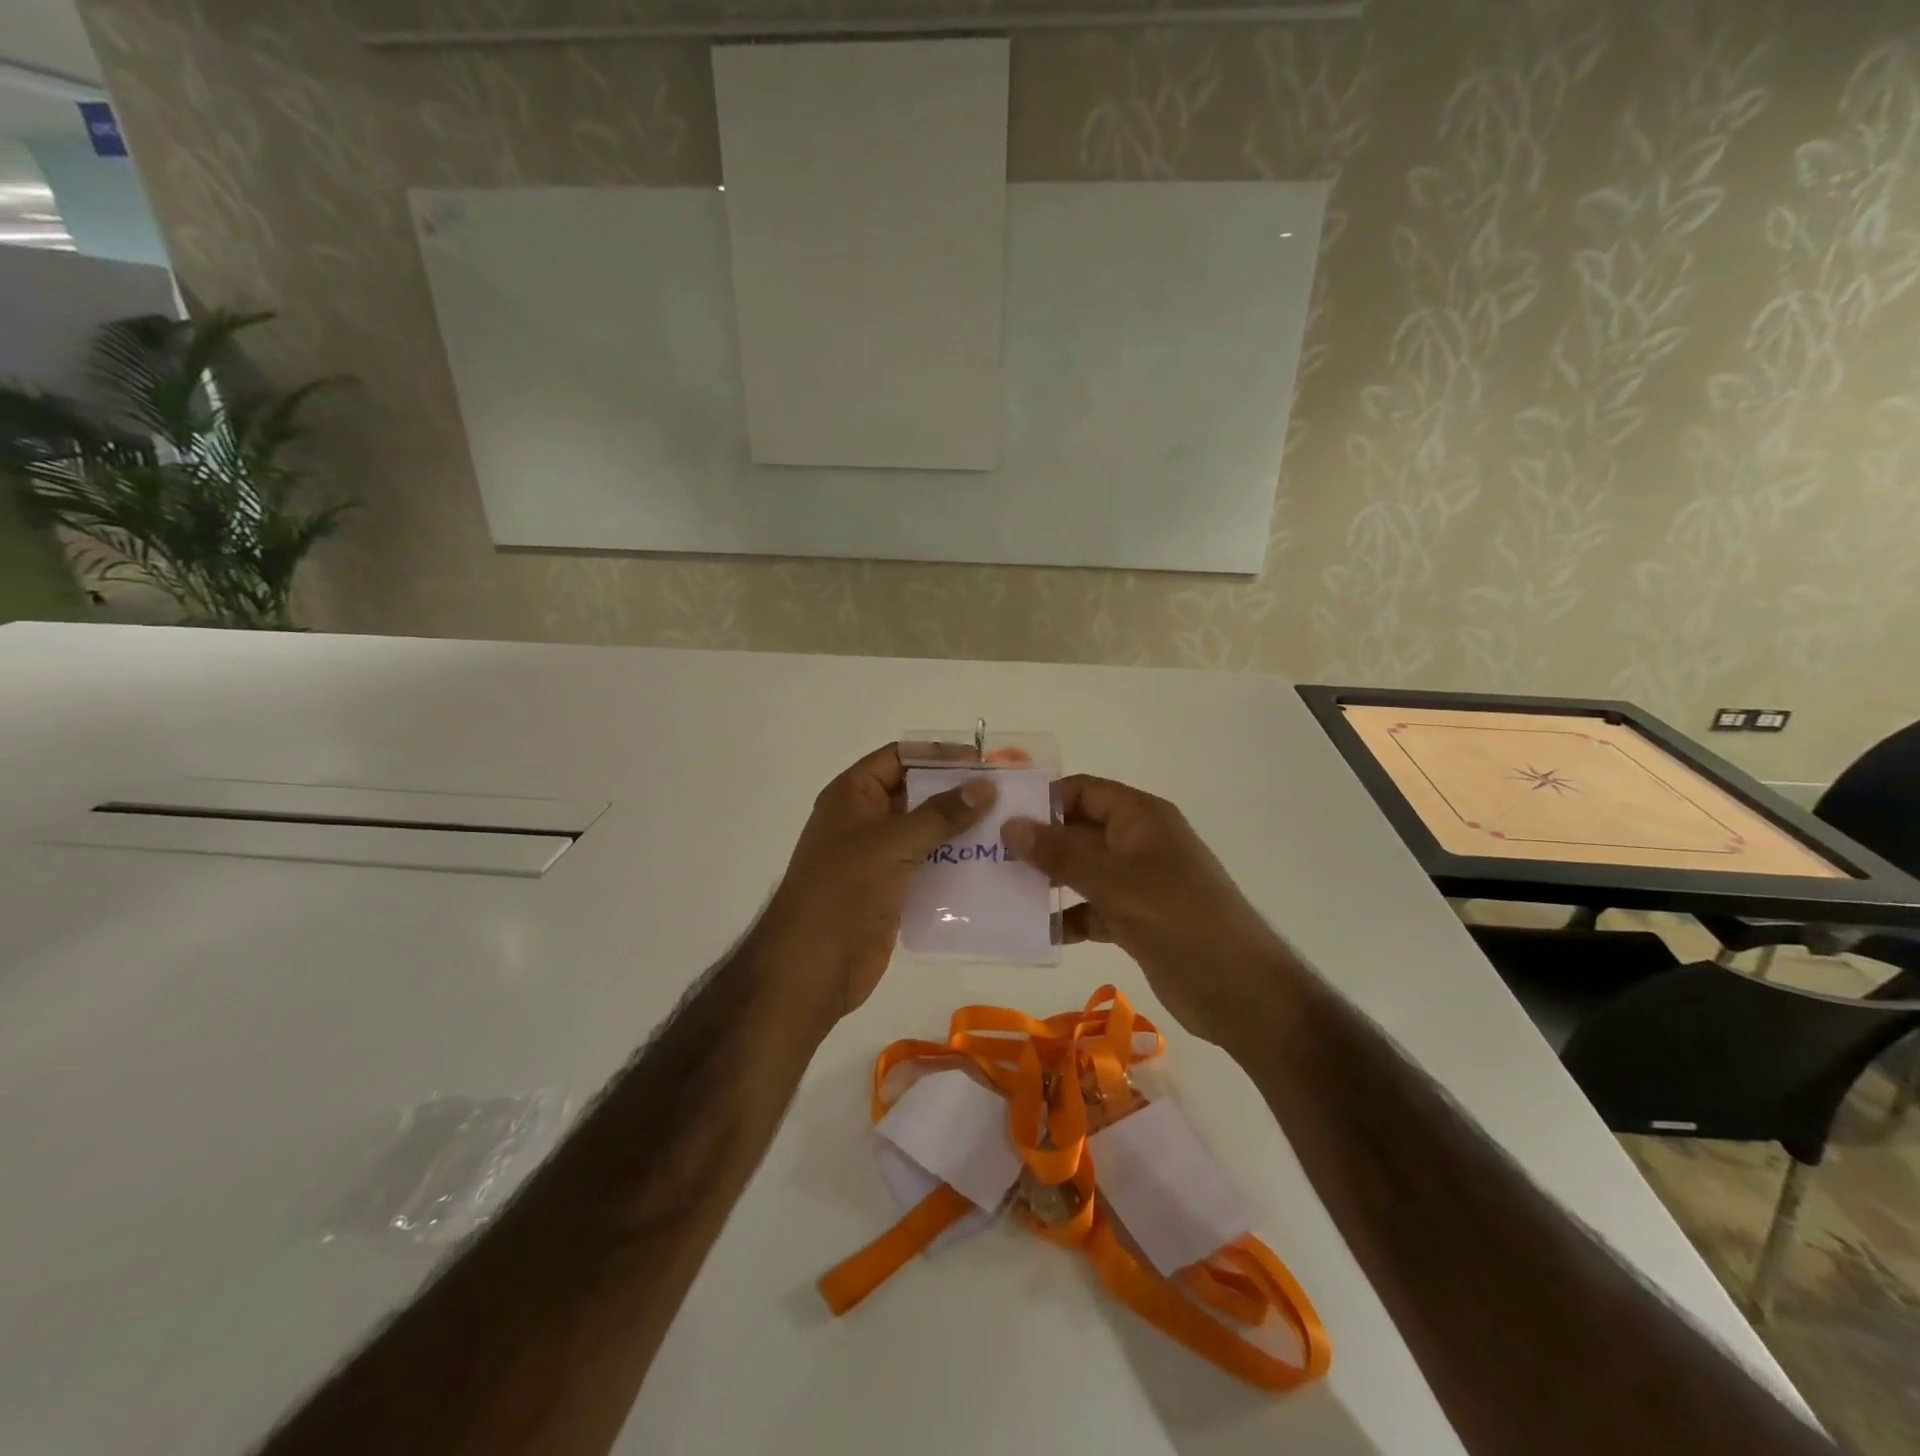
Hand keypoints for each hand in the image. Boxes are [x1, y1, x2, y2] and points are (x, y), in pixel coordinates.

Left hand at [754, 744, 995, 1022]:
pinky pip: (928, 867)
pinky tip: (990, 866)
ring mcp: (877, 857)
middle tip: (1006, 796)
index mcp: (853, 795)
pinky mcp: (891, 890)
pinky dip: (955, 865)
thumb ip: (940, 814)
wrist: (812, 968)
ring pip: (926, 832)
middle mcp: (865, 820)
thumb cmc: (844, 892)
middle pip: (916, 794)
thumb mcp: (892, 843)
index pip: (899, 758)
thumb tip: (985, 786)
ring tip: (1007, 830)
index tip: (984, 763)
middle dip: (958, 793)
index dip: (939, 756)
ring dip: (961, 831)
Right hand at [1002, 776, 1294, 1047]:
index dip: (1044, 799)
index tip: (999, 817)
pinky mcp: (1134, 920)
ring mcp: (1136, 883)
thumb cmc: (1182, 921)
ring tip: (998, 891)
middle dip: (1037, 842)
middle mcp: (1137, 843)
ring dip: (1046, 881)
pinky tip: (1033, 932)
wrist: (1242, 993)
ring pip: (1080, 872)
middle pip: (1078, 830)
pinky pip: (1090, 909)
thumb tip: (1010, 826)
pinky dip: (1065, 918)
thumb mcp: (1117, 883)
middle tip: (986, 856)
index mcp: (1141, 818)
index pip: (1084, 791)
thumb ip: (1062, 855)